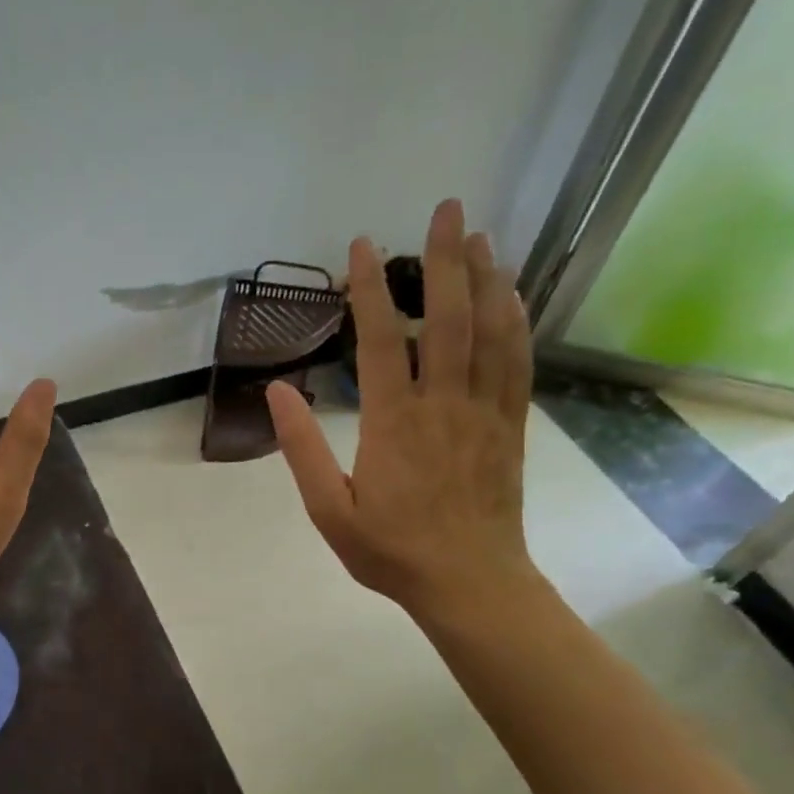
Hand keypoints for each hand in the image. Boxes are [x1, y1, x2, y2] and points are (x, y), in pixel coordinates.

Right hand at [267, 199, 537, 623]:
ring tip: (479, 236)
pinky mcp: (510, 426)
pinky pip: (516, 362)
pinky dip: (515, 321)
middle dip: (445, 259)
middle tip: (445, 209)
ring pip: (490, 332)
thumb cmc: (390, 550)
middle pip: (448, 318)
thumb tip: (277, 390)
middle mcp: (443, 404)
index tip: (363, 245)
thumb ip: (302, 447)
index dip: (372, 288)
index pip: (383, 339)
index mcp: (393, 422)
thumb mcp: (328, 509)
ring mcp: (483, 412)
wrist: (469, 583)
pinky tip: (511, 294)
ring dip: (486, 278)